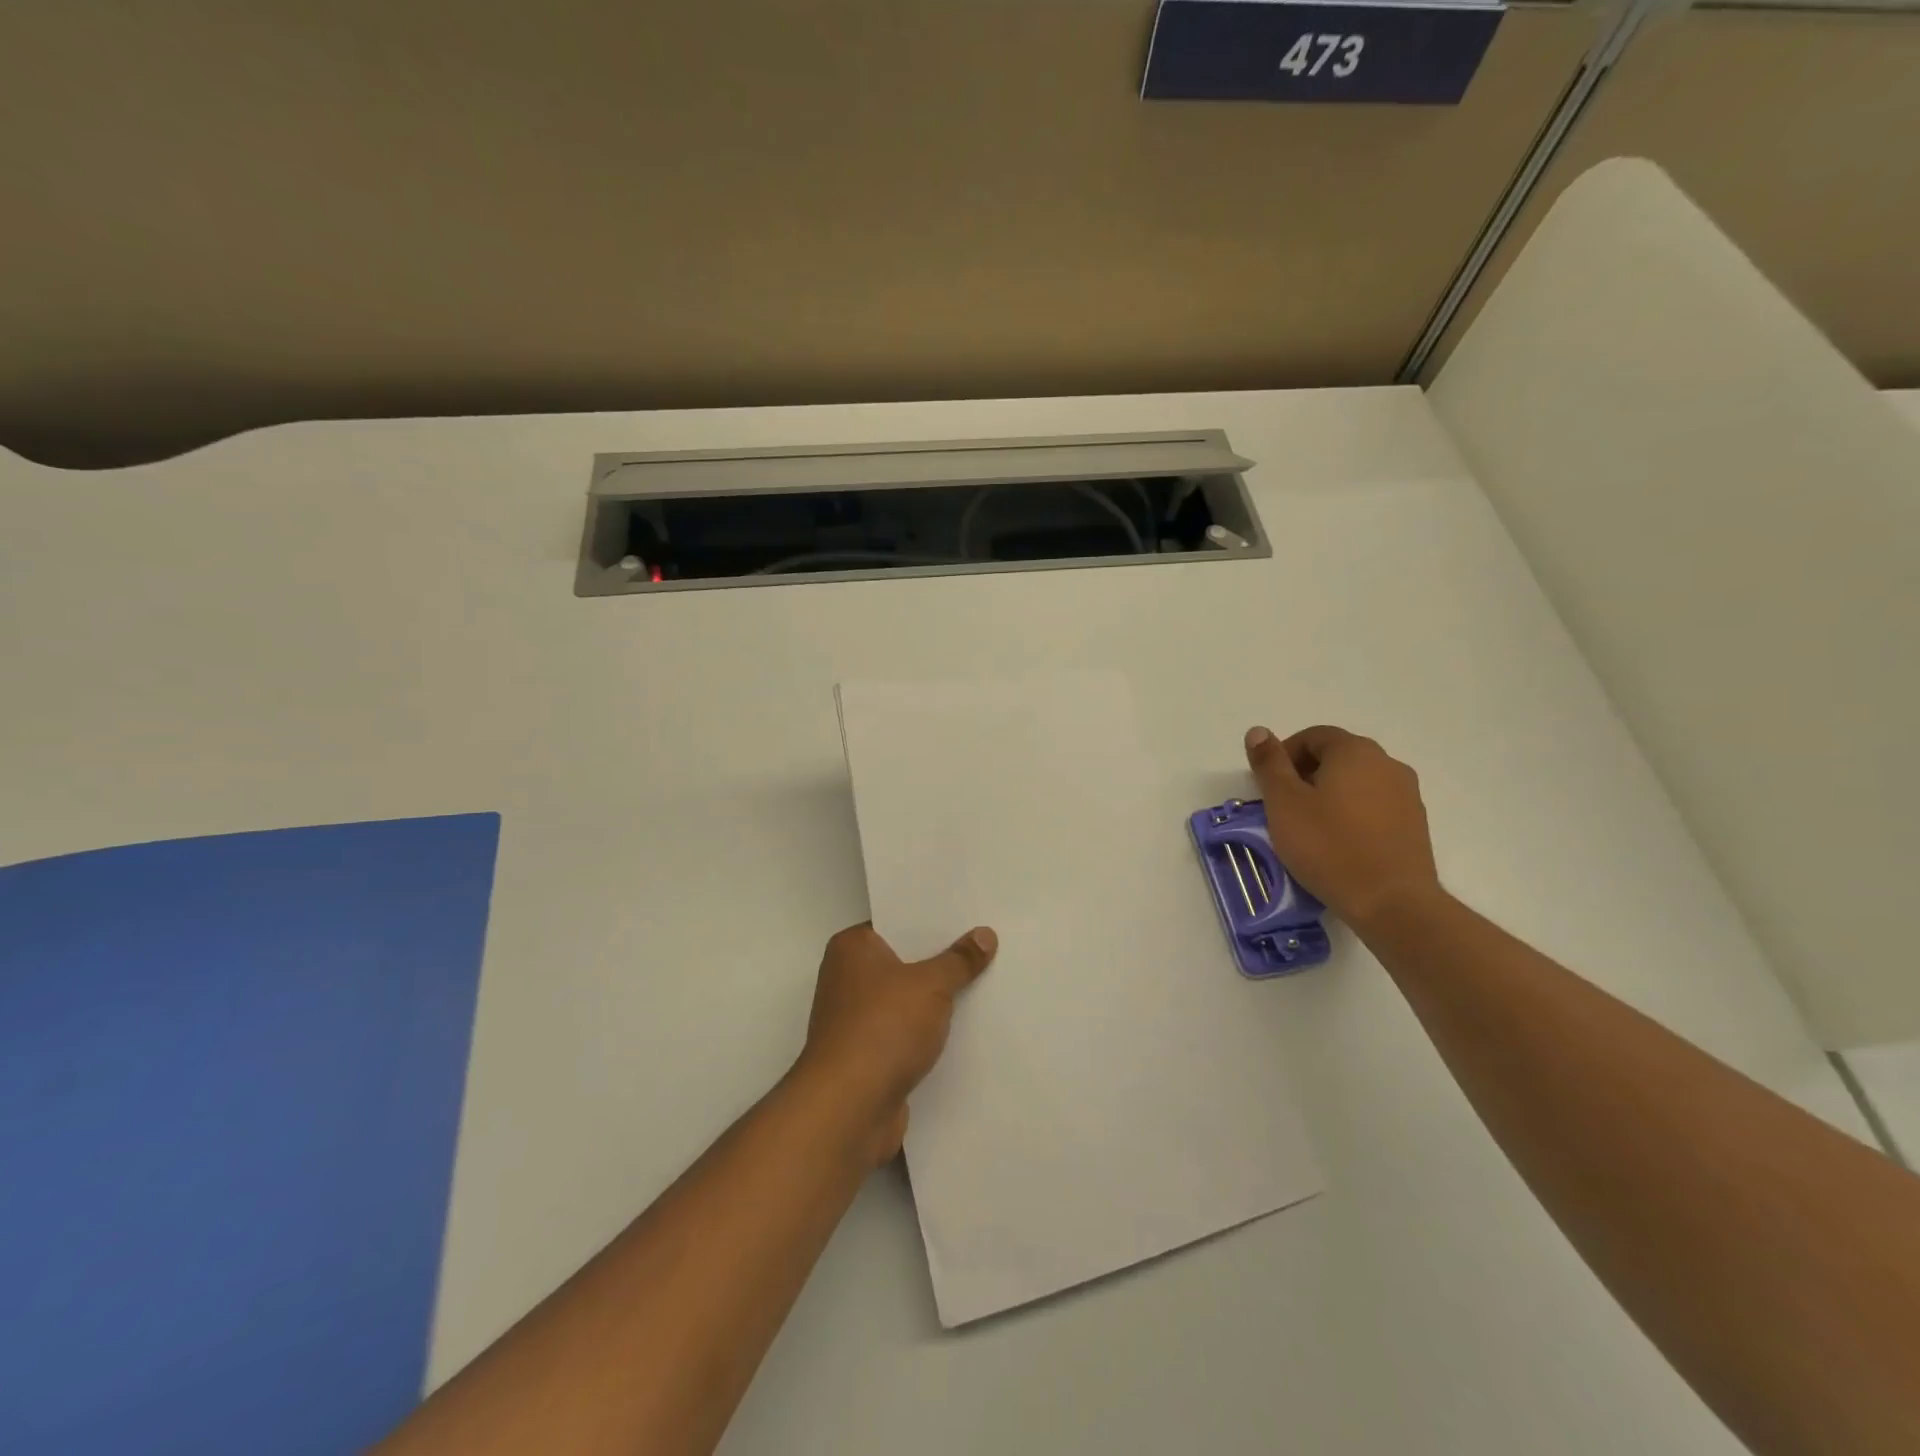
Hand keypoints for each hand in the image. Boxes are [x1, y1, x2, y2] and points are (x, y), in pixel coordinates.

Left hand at [795, 922, 997, 1163]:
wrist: (849, 1108)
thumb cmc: (883, 1028)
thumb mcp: (931, 985)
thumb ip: (959, 960)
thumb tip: (985, 934)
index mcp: (852, 948)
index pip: (897, 921)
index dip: (932, 921)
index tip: (970, 917)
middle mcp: (848, 978)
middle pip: (904, 960)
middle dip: (941, 960)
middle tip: (987, 946)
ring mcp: (856, 1019)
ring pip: (907, 999)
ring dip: (938, 1000)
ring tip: (987, 984)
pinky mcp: (868, 1055)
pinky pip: (907, 1031)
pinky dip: (930, 1032)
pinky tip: (966, 1029)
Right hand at [1244, 724, 1441, 930]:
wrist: (1392, 902)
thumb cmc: (1329, 846)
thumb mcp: (1284, 803)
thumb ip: (1269, 764)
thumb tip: (1258, 731)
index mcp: (1355, 751)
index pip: (1313, 736)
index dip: (1285, 755)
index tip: (1269, 785)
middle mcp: (1387, 764)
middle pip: (1337, 757)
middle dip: (1306, 774)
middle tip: (1283, 807)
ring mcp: (1407, 795)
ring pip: (1357, 783)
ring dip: (1329, 795)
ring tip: (1309, 828)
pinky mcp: (1415, 825)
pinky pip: (1374, 807)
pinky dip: (1351, 814)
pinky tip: (1338, 843)